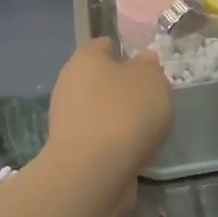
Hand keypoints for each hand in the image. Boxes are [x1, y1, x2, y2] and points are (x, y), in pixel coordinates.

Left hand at [46, 39, 171, 180]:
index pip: (104, 45)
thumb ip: (149, 66)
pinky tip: (133, 151)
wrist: (94, 171)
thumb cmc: (125, 113)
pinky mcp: (71, 149)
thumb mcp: (151, 80)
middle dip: (122, 88)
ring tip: (147, 129)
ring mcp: (66, 118)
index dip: (125, 51)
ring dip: (119, 117)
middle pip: (99, 79)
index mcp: (85, 58)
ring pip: (98, 110)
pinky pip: (99, 137)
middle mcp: (69, 84)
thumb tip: (142, 60)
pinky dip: (114, 142)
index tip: (147, 66)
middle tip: (151, 99)